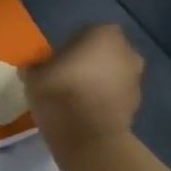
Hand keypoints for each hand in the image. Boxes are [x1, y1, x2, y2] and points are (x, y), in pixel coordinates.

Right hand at [22, 24, 144, 151]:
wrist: (87, 138)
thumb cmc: (60, 93)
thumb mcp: (34, 75)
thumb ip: (37, 66)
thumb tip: (33, 68)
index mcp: (104, 34)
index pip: (88, 32)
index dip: (73, 45)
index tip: (59, 59)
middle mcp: (127, 52)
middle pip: (107, 52)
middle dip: (93, 62)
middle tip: (70, 75)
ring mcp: (135, 79)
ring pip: (115, 74)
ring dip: (101, 81)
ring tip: (78, 96)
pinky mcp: (137, 105)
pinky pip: (117, 95)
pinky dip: (106, 99)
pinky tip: (87, 111)